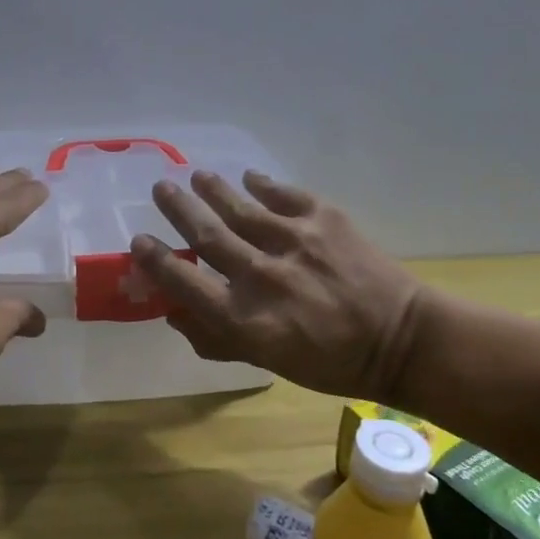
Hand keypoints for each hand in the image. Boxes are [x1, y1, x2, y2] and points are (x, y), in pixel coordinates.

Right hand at [132, 170, 424, 400]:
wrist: (400, 341)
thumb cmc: (329, 361)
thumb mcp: (267, 361)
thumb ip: (216, 338)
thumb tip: (173, 313)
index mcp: (244, 317)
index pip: (183, 281)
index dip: (155, 260)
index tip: (139, 242)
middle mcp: (261, 275)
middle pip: (206, 234)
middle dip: (177, 208)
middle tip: (161, 188)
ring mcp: (293, 242)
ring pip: (239, 207)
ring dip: (213, 189)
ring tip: (197, 176)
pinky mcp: (323, 219)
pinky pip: (283, 193)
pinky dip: (263, 183)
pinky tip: (250, 177)